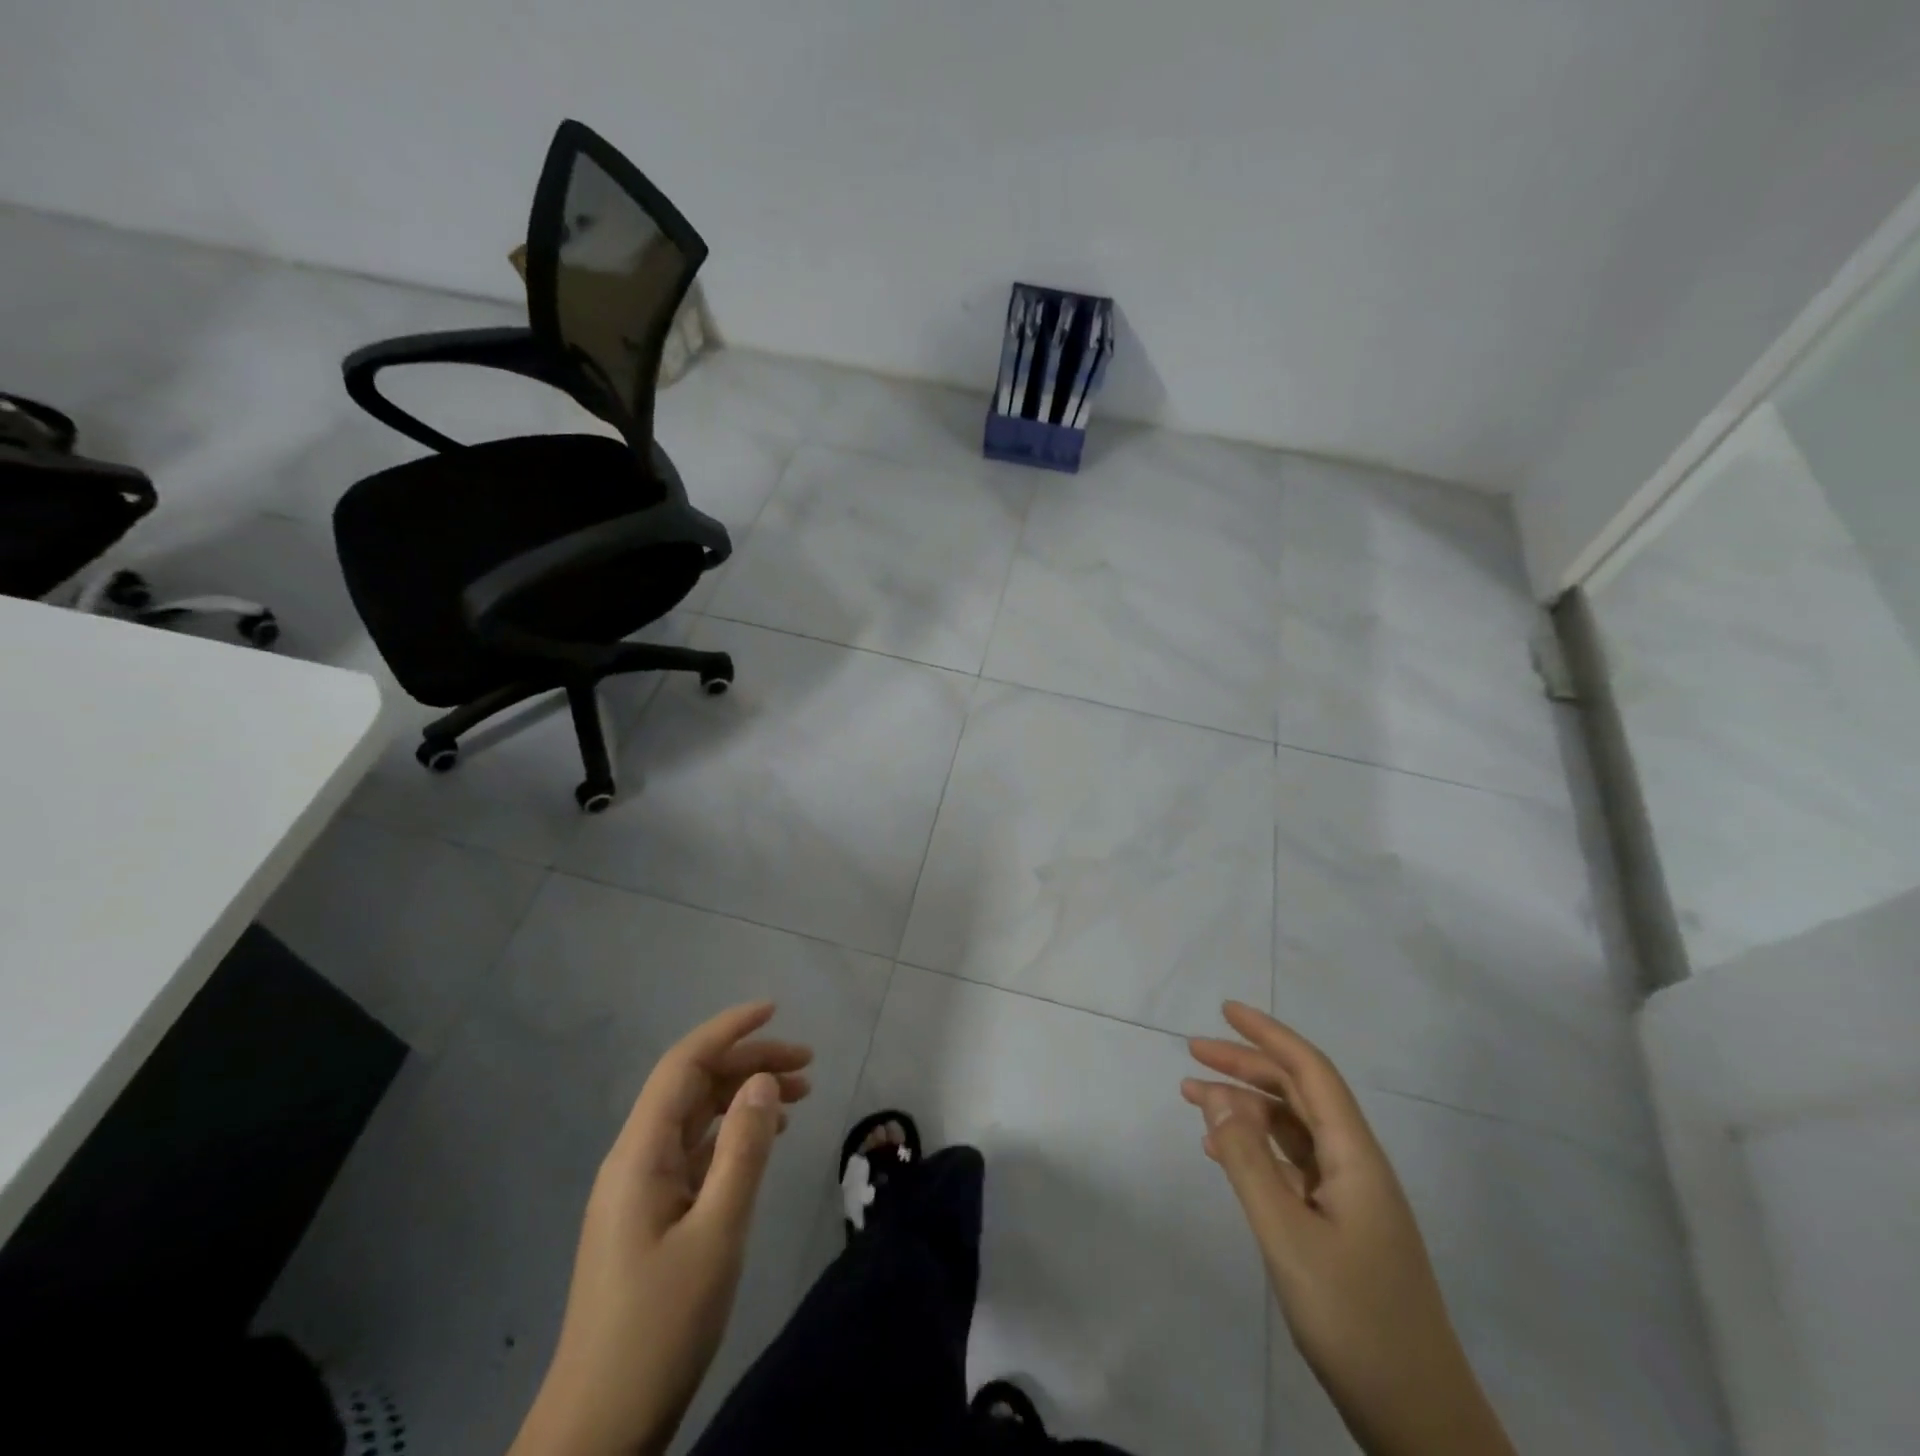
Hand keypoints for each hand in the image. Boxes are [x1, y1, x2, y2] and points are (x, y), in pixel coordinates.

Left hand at [510, 1002, 812, 1455]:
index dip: (728, 1029)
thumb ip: (743, 1151)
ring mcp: (641, 1189)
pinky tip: (766, 1139)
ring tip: (801, 1095)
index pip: (683, 1065)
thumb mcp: (716, 1234)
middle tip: (808, 1065)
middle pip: (694, 1086)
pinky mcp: (652, 1216)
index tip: (774, 1010)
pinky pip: (696, 1152)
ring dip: (746, 1097)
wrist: (600, 1428)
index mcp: (639, 1154)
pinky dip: (734, 1134)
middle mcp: (636, 1159)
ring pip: (698, 1118)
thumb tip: (763, 1081)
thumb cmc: (660, 1327)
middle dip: (749, 1063)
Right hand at [1184, 1003, 1514, 1455]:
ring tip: (1193, 1097)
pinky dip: (1254, 1148)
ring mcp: (1351, 1198)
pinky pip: (1291, 1166)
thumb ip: (1248, 1160)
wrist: (1419, 1419)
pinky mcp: (1341, 1227)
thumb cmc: (1354, 1319)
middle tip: (1193, 1053)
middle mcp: (1356, 1165)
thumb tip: (1216, 1093)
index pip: (1311, 1072)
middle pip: (1298, 1095)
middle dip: (1247, 1066)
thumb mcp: (1287, 1234)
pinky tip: (1221, 1153)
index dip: (1269, 1035)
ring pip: (1292, 1130)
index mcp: (1355, 1156)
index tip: (1225, 1010)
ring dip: (1245, 1107)